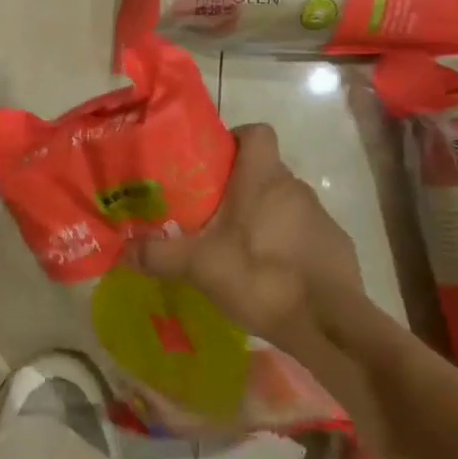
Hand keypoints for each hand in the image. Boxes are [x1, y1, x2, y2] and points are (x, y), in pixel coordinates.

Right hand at [126, 123, 363, 352]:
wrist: (329, 325)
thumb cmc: (261, 277)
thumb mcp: (198, 266)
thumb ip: (157, 254)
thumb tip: (121, 250)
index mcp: (262, 179)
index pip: (257, 132)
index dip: (235, 139)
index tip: (211, 162)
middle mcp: (295, 188)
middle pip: (264, 170)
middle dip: (238, 185)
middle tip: (208, 210)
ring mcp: (321, 218)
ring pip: (283, 203)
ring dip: (261, 216)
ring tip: (234, 245)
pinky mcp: (336, 247)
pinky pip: (303, 232)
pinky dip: (285, 243)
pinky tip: (267, 272)